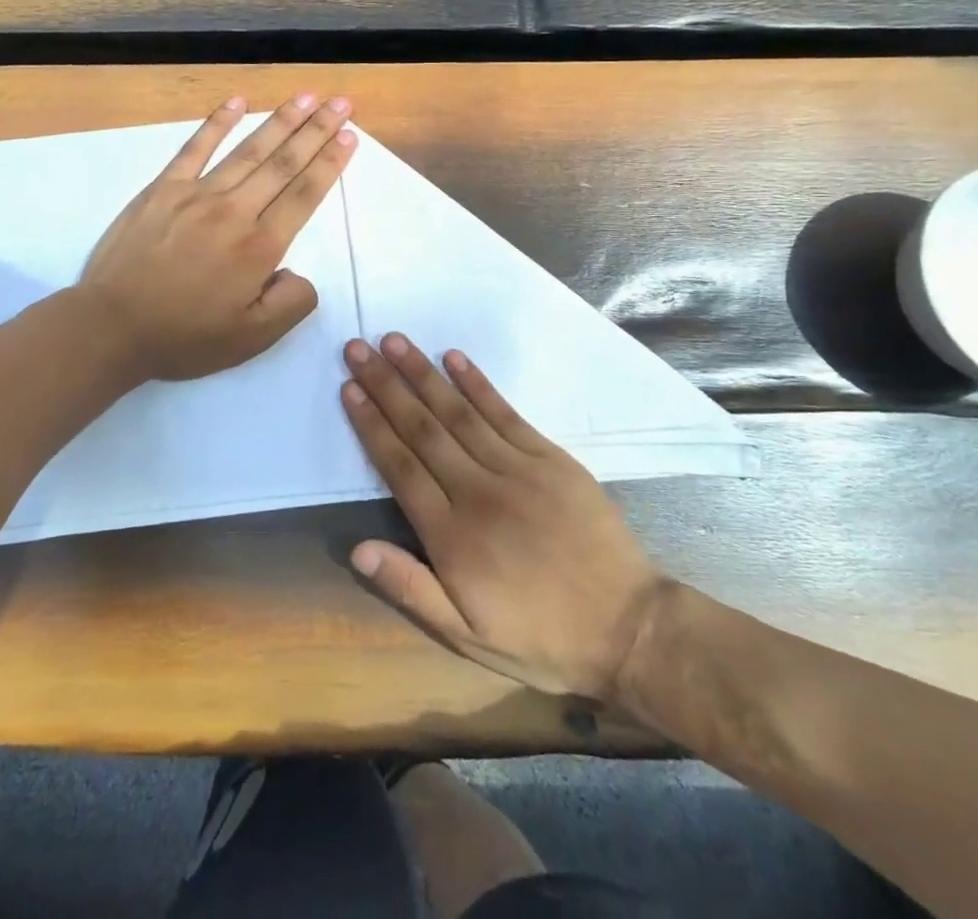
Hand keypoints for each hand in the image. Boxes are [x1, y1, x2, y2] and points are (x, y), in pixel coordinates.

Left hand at [79, 93, 355, 383]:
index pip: (304, 194)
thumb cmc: (184, 337)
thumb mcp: (252, 339)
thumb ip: (291, 303)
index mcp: (260, 247)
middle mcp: (234, 211)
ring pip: (248, 150)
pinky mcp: (163, 189)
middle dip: (317, 130)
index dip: (330, 163)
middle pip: (284, 163)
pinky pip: (195, 148)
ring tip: (307, 97)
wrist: (112, 326)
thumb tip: (299, 273)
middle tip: (341, 103)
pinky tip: (237, 102)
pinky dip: (217, 123)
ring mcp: (196, 194)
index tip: (349, 136)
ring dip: (281, 121)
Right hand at [341, 335, 667, 702]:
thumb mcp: (467, 634)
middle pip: (422, 429)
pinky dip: (477, 383)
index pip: (399, 466)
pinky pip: (505, 413)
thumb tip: (356, 549)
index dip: (371, 425)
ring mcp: (516, 469)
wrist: (628, 628)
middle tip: (357, 348)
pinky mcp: (550, 458)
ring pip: (458, 412)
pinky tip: (454, 358)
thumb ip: (410, 588)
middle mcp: (477, 492)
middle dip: (386, 385)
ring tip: (394, 341)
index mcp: (451, 536)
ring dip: (422, 374)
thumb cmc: (540, 636)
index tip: (349, 388)